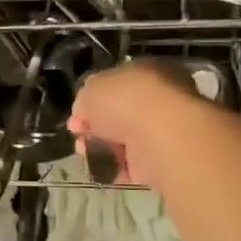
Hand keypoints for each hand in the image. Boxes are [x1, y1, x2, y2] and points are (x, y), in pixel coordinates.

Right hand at [69, 59, 211, 189]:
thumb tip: (85, 112)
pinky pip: (132, 165)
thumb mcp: (91, 88)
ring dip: (102, 148)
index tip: (76, 115)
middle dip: (95, 127)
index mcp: (147, 72)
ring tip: (86, 154)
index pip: (116, 85)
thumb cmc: (126, 100)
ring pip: (124, 140)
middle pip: (119, 115)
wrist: (161, 136)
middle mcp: (159, 99)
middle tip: (78, 136)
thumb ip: (85, 99)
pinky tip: (101, 169)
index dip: (92, 100)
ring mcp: (163, 131)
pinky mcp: (163, 161)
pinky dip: (115, 168)